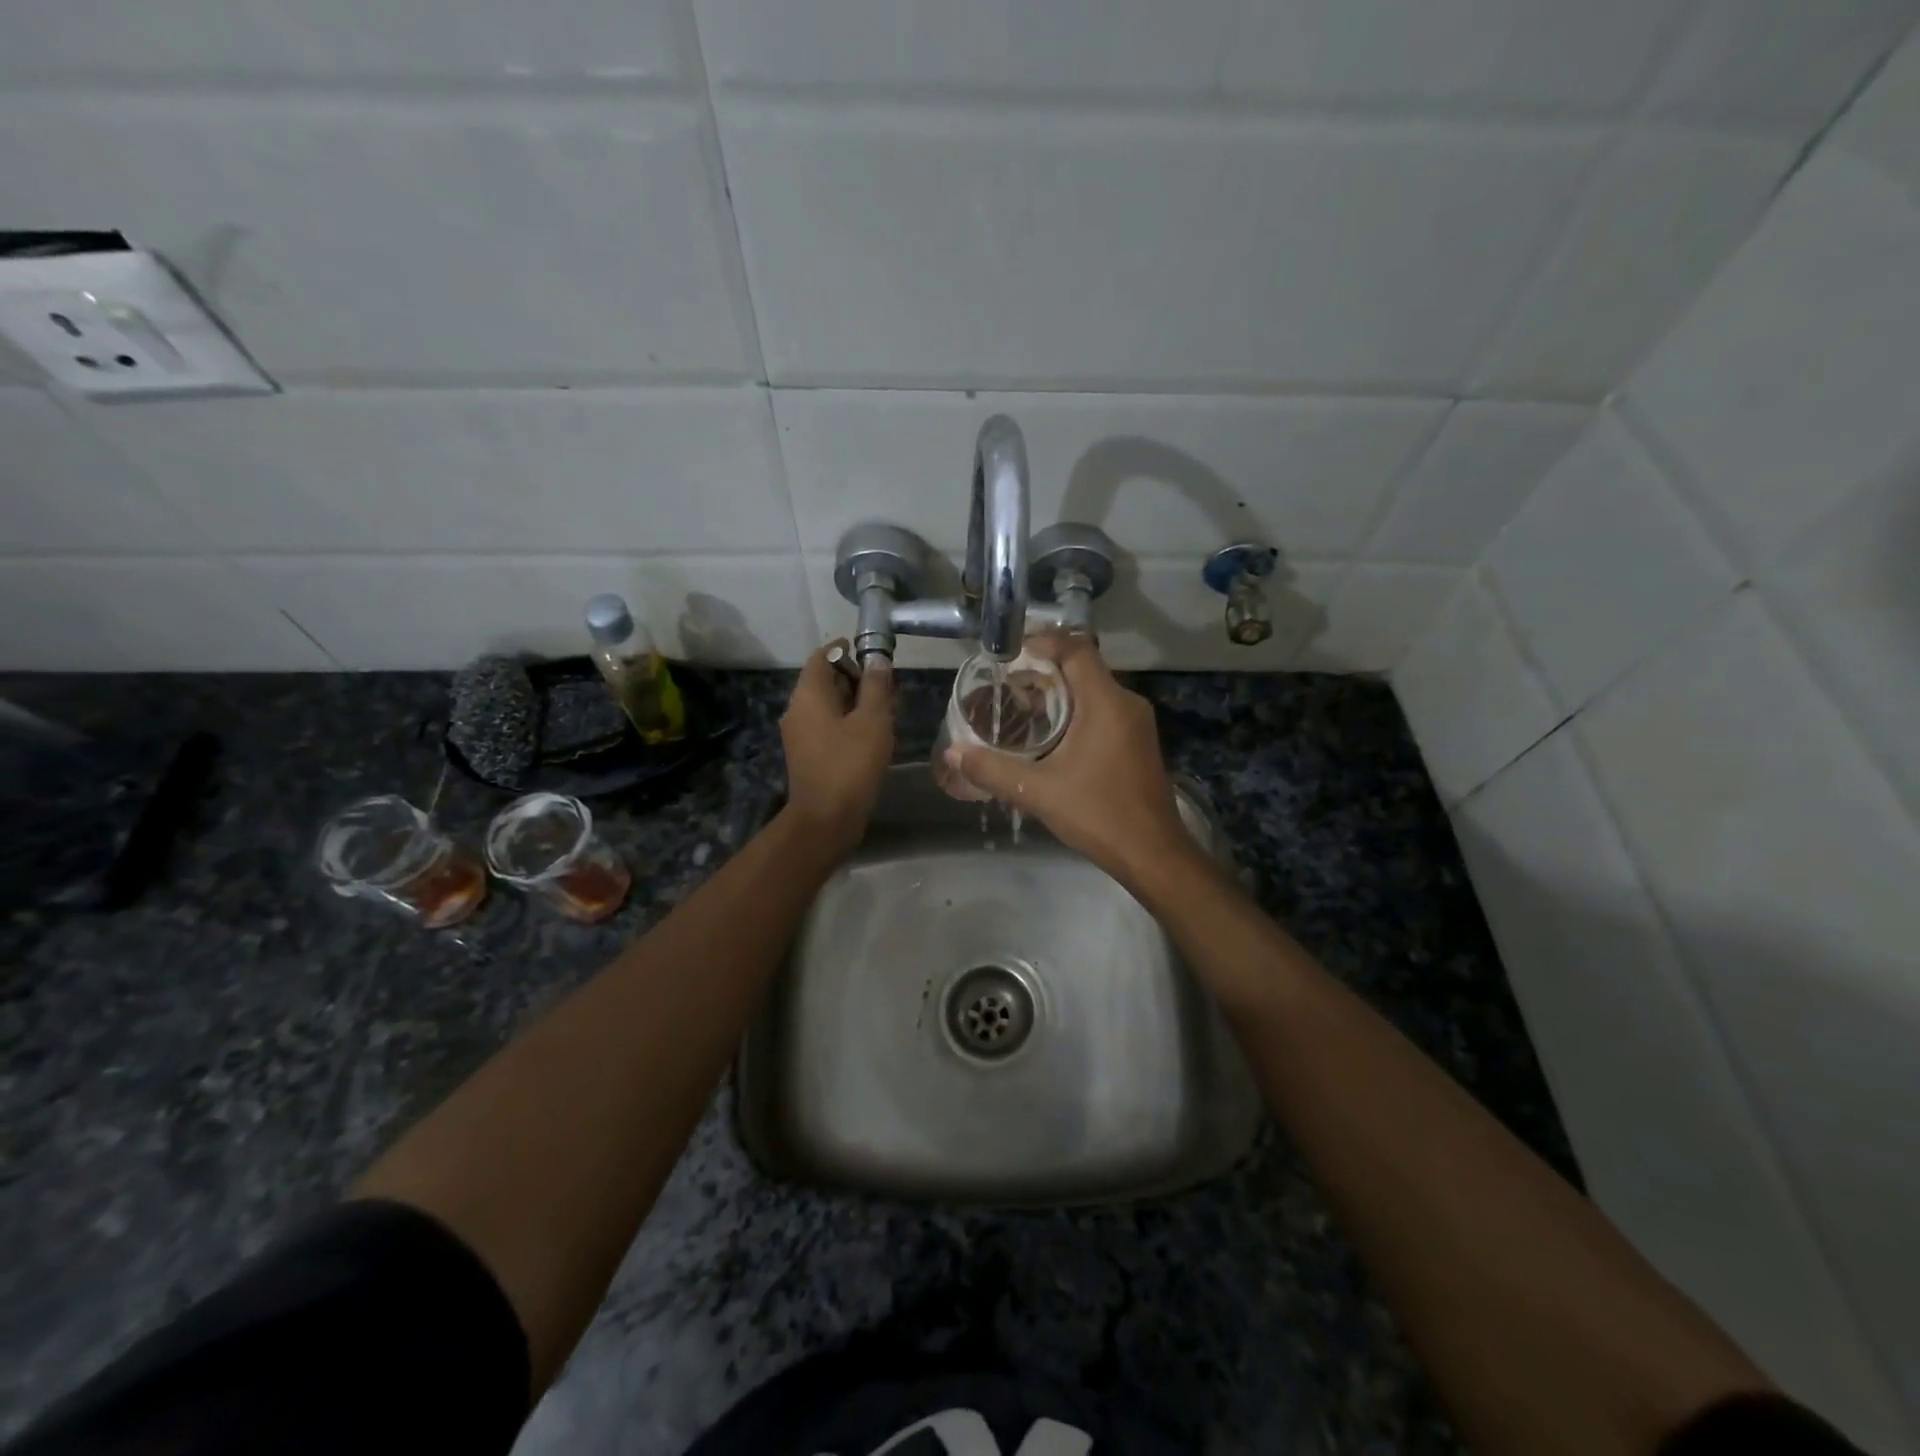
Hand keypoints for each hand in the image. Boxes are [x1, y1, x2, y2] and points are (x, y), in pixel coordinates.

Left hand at [780, 646, 893, 856]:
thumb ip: (876, 687)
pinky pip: (829, 727)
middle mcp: (798, 710)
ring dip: (856, 703)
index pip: (822, 656)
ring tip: (888, 711)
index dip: (847, 651)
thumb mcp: (872, 720)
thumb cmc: (850, 764)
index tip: (874, 655)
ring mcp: (800, 734)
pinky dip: (849, 723)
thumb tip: (877, 661)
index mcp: (808, 695)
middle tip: (889, 687)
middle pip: (826, 681)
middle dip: (857, 679)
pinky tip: (874, 734)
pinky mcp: (808, 755)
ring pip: (830, 706)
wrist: (826, 819)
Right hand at [949, 635, 1198, 886]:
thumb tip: (954, 752)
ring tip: (1022, 707)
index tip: (1010, 656)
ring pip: (1094, 690)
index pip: (1076, 649)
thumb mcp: (1038, 792)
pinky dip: (1076, 710)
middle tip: (1007, 685)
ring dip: (1060, 692)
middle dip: (1045, 670)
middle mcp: (1126, 702)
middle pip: (1083, 667)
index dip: (1043, 643)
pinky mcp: (1138, 741)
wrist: (1152, 852)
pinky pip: (1104, 710)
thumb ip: (992, 770)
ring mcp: (1136, 723)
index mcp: (1106, 702)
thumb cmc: (1098, 814)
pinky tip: (1052, 735)